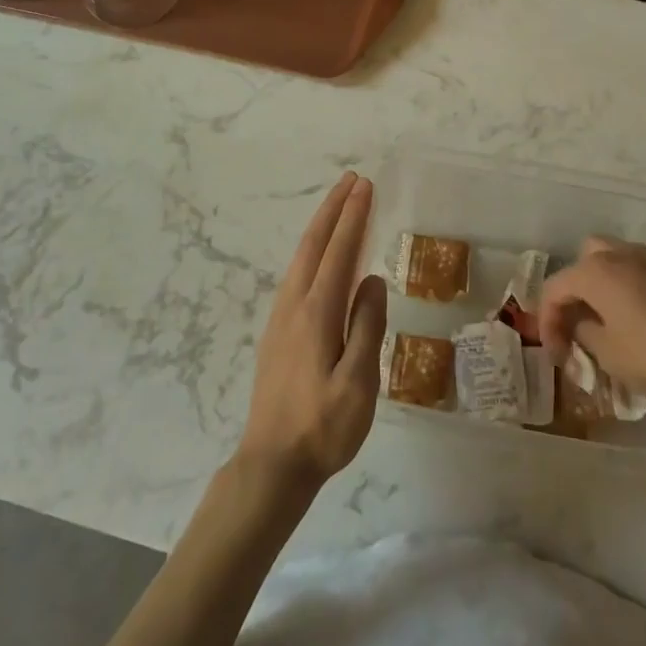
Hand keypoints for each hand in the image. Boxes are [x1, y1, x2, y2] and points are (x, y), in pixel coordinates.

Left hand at [237, 172, 386, 490]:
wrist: (271, 463)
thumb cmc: (323, 427)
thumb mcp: (359, 383)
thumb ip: (367, 327)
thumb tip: (373, 280)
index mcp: (316, 314)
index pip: (339, 253)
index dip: (353, 218)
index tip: (365, 187)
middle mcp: (294, 306)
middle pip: (313, 245)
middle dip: (333, 210)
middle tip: (352, 181)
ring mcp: (280, 319)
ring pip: (301, 258)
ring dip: (321, 228)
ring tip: (339, 207)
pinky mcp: (276, 333)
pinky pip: (296, 276)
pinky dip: (312, 252)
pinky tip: (319, 259)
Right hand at [538, 237, 645, 432]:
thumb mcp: (610, 356)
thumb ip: (585, 332)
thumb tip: (584, 322)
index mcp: (599, 272)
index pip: (556, 286)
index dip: (548, 319)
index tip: (556, 352)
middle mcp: (627, 254)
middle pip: (588, 256)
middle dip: (579, 286)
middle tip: (584, 320)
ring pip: (624, 258)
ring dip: (613, 283)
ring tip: (620, 319)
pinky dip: (645, 288)